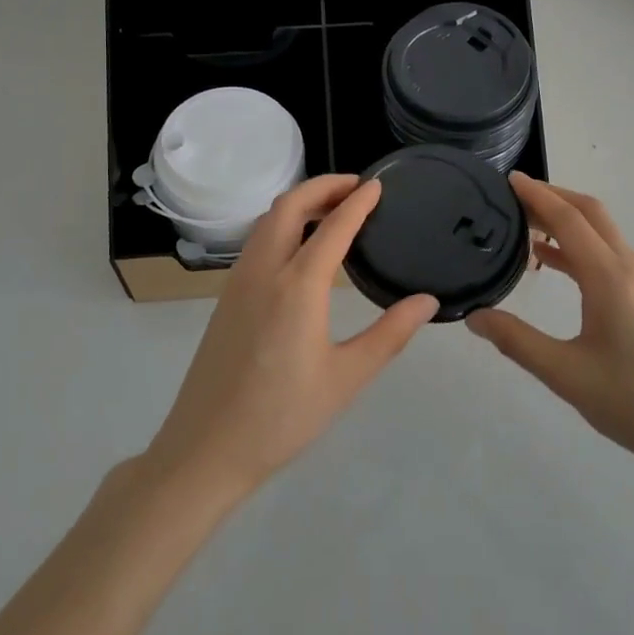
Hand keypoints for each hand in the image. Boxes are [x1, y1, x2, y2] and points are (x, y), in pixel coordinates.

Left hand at [146, 175, 438, 499]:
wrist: (206, 449)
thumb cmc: (282, 418)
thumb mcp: (346, 378)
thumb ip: (389, 334)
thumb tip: (427, 301)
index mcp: (297, 286)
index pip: (332, 227)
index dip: (357, 202)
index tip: (378, 185)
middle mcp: (263, 271)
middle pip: (288, 206)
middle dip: (322, 187)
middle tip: (355, 188)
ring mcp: (238, 282)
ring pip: (266, 221)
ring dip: (298, 203)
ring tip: (331, 209)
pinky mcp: (225, 298)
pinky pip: (255, 242)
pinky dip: (281, 224)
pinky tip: (299, 246)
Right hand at [466, 174, 633, 487]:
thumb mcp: (566, 375)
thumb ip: (517, 341)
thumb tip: (475, 316)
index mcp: (611, 278)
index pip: (569, 220)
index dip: (537, 195)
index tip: (509, 179)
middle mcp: (632, 269)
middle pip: (592, 214)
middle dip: (554, 197)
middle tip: (515, 197)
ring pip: (604, 234)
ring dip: (568, 221)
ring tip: (527, 225)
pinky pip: (611, 256)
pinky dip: (581, 247)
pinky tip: (557, 264)